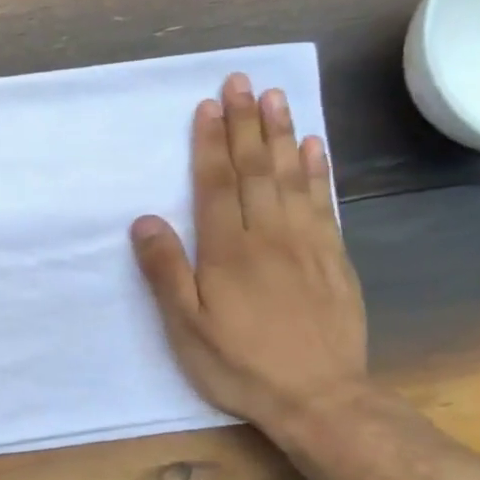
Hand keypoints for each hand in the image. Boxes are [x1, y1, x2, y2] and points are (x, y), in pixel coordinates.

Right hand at [130, 72, 368, 433]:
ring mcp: (307, 243)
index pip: (217, 183)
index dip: (211, 143)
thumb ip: (166, 271)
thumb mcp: (186, 327)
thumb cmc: (240, 364)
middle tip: (242, 81)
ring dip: (281, 134)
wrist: (319, 398)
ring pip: (291, 177)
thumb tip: (145, 220)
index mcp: (228, 251)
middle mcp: (269, 235)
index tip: (209, 105)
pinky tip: (314, 147)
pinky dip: (318, 170)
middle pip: (255, 169)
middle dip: (245, 123)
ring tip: (276, 97)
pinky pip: (325, 202)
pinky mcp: (334, 258)